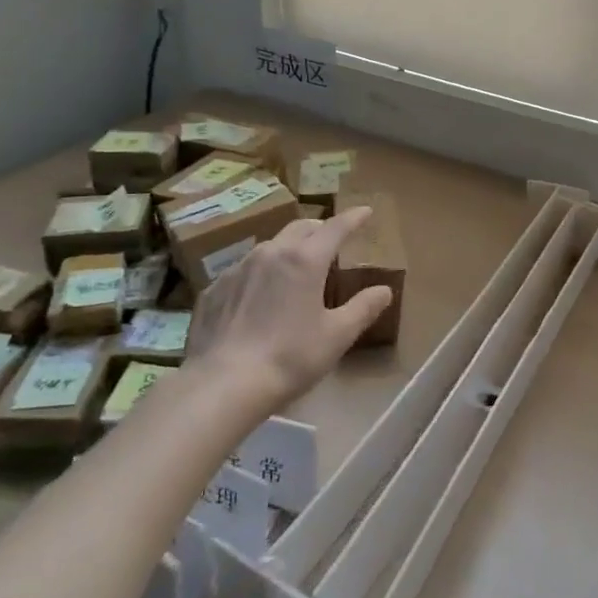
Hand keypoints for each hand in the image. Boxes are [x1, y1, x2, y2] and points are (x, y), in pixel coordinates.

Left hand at [192, 208, 392, 406]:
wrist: (222, 385)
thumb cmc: (290, 358)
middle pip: (300, 228)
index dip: (353, 218)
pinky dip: (259, 274)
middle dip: (319, 229)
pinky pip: (243, 271)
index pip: (335, 227)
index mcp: (305, 260)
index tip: (365, 211)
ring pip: (269, 247)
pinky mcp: (213, 290)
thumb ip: (363, 309)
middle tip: (331, 240)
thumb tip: (384, 290)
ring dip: (287, 250)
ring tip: (294, 269)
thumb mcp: (337, 336)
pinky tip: (258, 299)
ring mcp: (237, 269)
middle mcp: (270, 253)